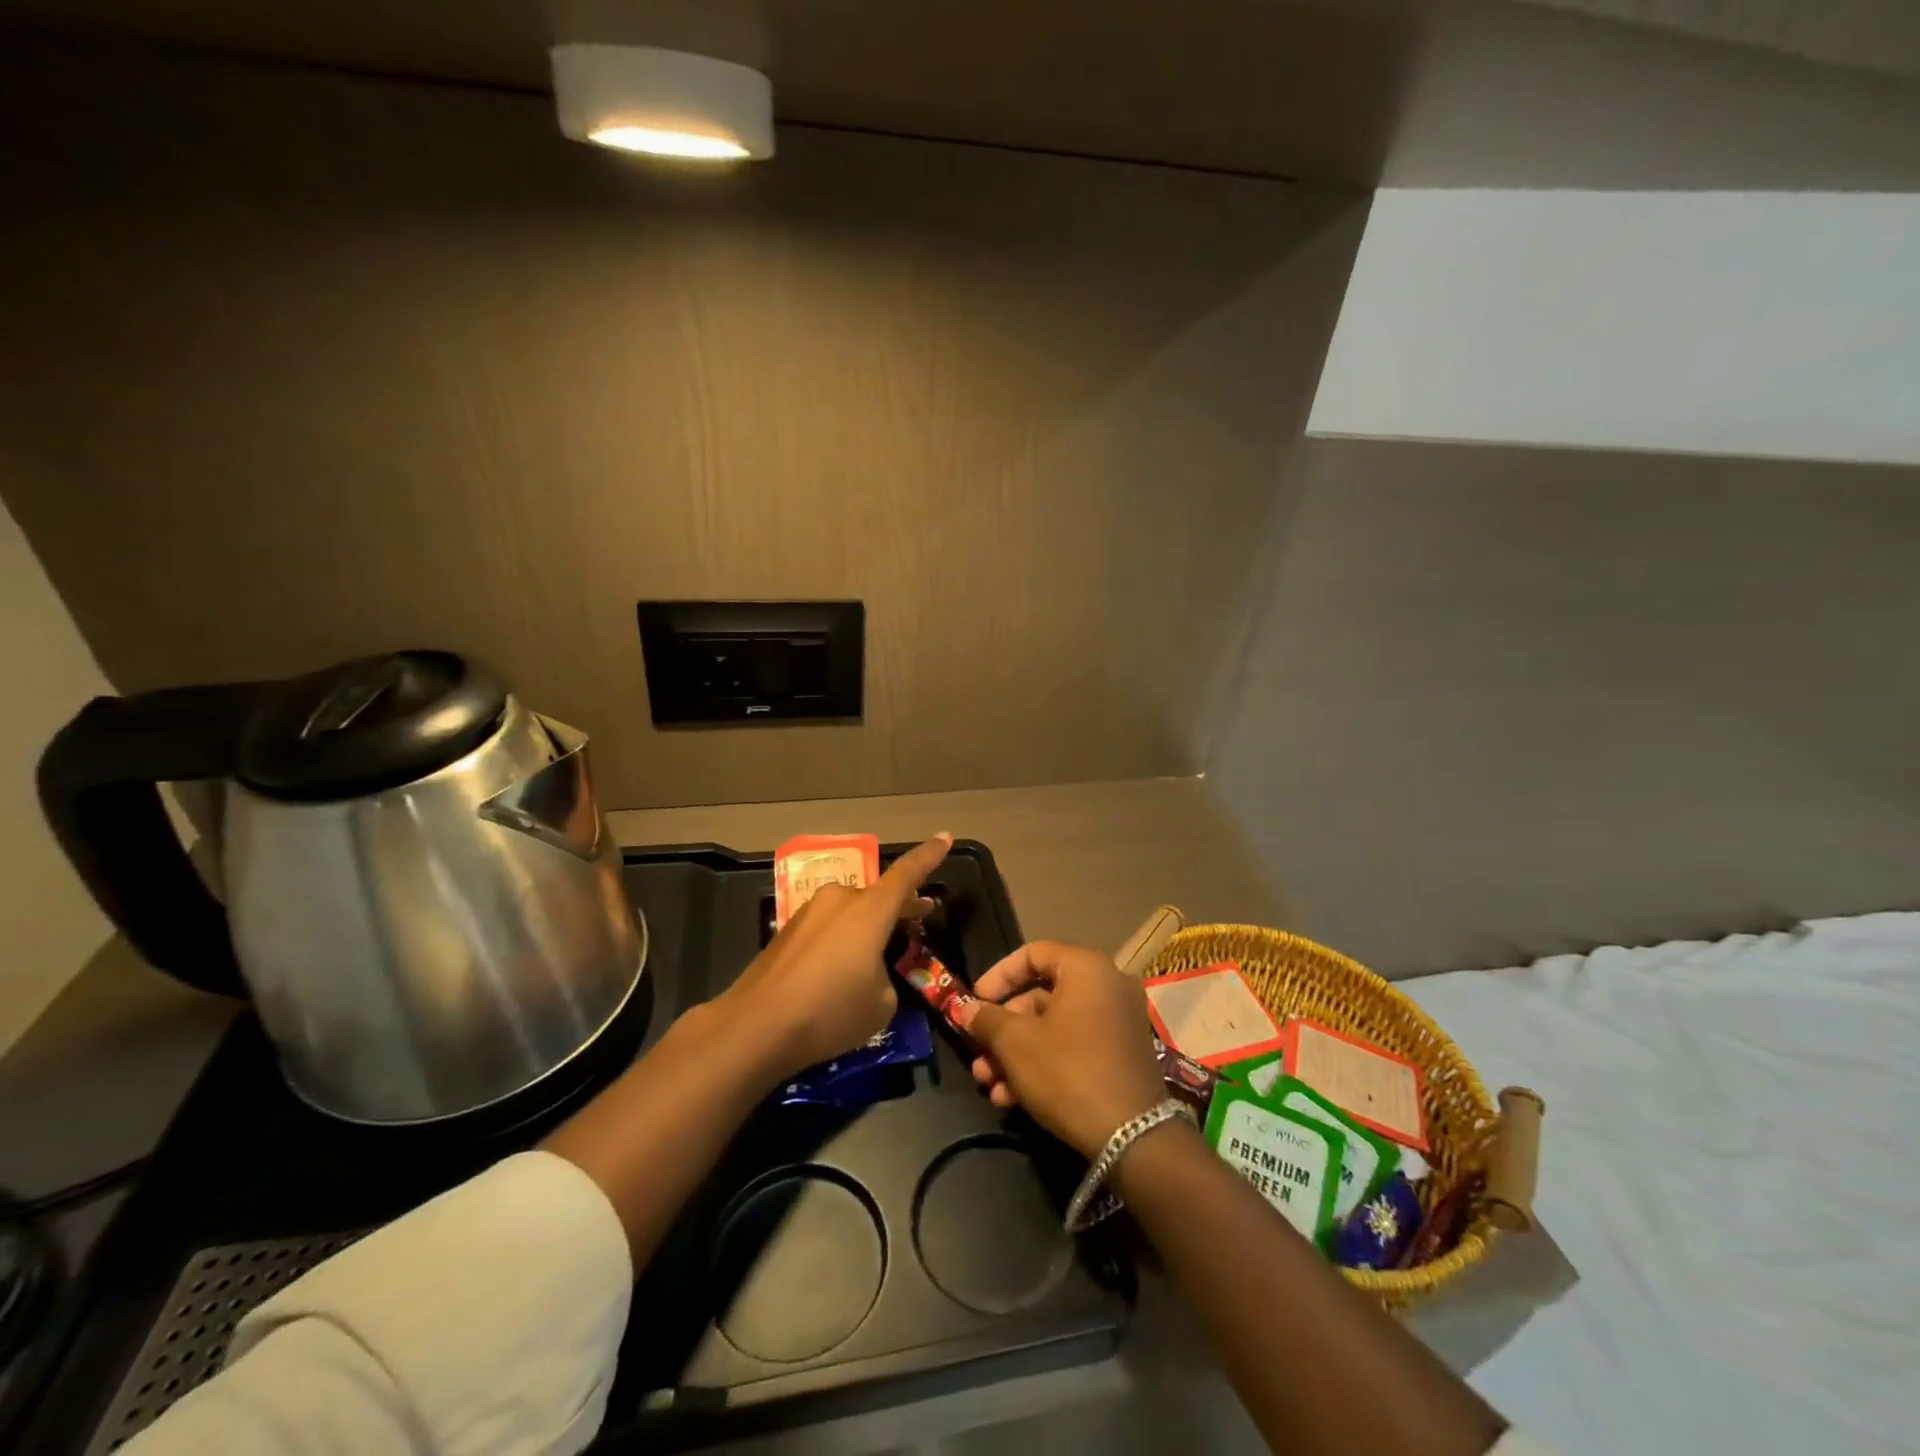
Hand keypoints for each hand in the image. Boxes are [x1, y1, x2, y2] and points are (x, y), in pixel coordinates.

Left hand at [716, 833, 951, 1083]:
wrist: (755, 1027)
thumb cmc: (830, 1012)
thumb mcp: (881, 1004)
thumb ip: (886, 978)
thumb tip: (870, 974)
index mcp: (870, 909)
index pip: (908, 873)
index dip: (930, 855)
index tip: (945, 837)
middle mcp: (840, 900)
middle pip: (878, 896)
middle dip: (900, 906)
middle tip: (921, 914)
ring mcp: (809, 913)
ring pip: (850, 912)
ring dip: (867, 926)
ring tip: (876, 957)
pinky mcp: (786, 932)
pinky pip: (827, 928)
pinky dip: (841, 941)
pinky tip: (837, 975)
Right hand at [955, 941, 1166, 1158]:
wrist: (1132, 1137)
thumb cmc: (1067, 1071)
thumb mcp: (1016, 1043)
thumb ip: (987, 1019)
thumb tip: (966, 1009)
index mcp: (1086, 969)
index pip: (1033, 954)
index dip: (998, 976)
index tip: (975, 1001)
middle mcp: (1108, 987)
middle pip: (1041, 997)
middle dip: (1003, 1030)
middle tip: (978, 1054)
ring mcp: (1119, 1023)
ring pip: (1055, 1028)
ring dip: (1016, 1054)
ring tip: (989, 1085)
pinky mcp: (1122, 1057)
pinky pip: (1075, 1047)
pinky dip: (1044, 1065)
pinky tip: (1012, 1099)